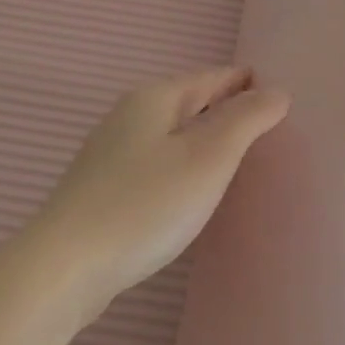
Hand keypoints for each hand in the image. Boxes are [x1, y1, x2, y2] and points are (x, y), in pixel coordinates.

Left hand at [24, 67, 289, 312]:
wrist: (65, 267)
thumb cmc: (146, 205)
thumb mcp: (208, 157)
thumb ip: (246, 120)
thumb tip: (276, 91)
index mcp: (155, 98)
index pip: (212, 76)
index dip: (247, 82)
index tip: (279, 92)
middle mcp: (129, 115)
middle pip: (189, 101)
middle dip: (226, 107)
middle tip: (267, 125)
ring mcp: (110, 152)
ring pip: (171, 133)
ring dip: (203, 137)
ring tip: (236, 156)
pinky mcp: (102, 188)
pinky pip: (156, 161)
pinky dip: (182, 163)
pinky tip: (191, 187)